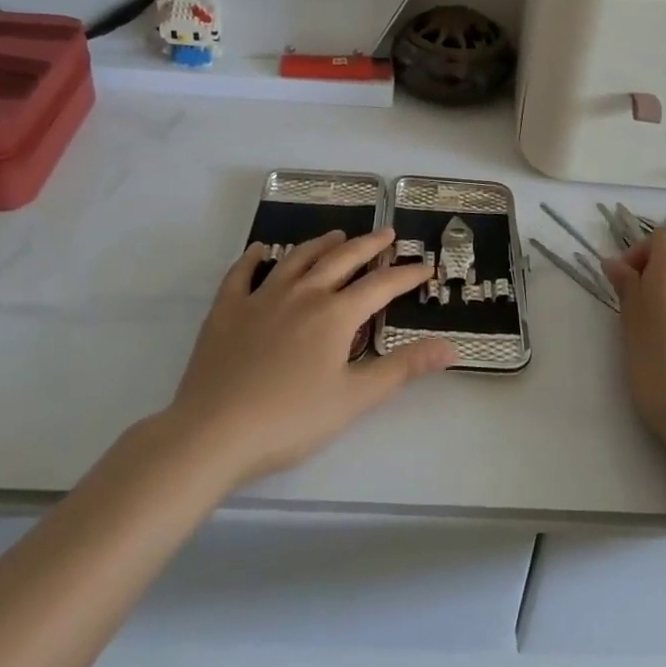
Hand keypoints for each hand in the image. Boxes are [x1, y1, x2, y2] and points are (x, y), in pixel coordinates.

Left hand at [168, 229, 455, 486]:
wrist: (214, 432)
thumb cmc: (291, 420)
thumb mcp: (355, 398)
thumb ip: (403, 369)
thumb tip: (451, 348)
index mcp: (334, 315)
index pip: (380, 286)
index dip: (406, 276)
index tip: (426, 267)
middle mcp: (302, 295)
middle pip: (341, 260)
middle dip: (368, 246)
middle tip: (386, 234)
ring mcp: (260, 298)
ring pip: (296, 259)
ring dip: (320, 245)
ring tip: (337, 235)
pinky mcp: (226, 311)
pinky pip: (241, 273)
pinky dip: (253, 258)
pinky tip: (260, 250)